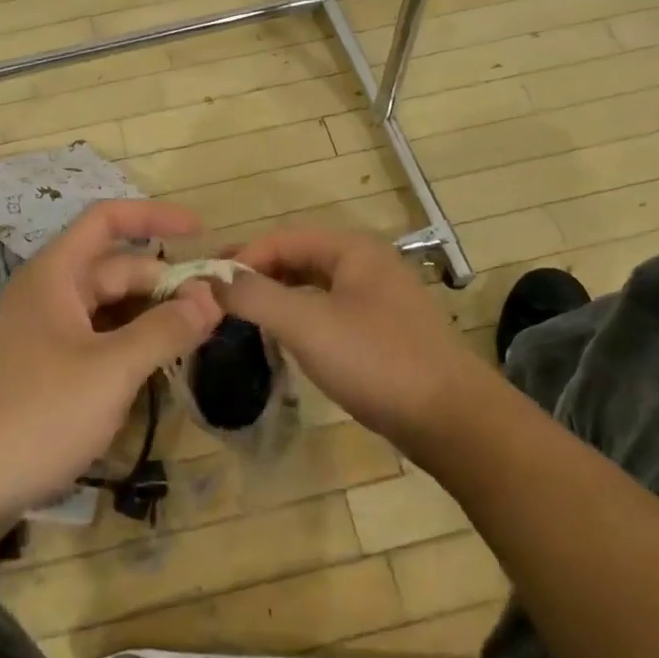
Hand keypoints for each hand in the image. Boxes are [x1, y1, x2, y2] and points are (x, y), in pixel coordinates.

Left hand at [0, 200, 220, 532]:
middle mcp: (46, 295)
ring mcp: (39, 335)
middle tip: (215, 313)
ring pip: (106, 311)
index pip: (107, 220)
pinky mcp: (37, 372)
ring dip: (149, 320)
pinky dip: (126, 349)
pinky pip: (92, 343)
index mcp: (55, 275)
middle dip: (164, 285)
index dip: (155, 217)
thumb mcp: (110, 371)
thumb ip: (165, 330)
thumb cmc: (33, 415)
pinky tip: (150, 375)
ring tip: (192, 342)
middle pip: (115, 271)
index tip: (201, 232)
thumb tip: (211, 297)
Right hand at [216, 226, 487, 450]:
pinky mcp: (382, 329)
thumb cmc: (377, 361)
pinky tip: (283, 337)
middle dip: (257, 274)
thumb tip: (211, 279)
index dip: (241, 257)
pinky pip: (328, 309)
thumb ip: (256, 296)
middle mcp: (366, 262)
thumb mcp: (308, 325)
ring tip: (241, 315)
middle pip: (298, 257)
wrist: (452, 419)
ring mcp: (377, 297)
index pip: (282, 238)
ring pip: (313, 284)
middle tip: (216, 298)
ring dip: (276, 295)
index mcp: (352, 248)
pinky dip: (299, 315)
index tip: (207, 286)